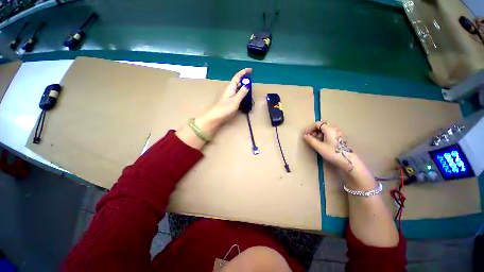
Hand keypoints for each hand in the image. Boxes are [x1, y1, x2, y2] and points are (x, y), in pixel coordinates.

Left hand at [199, 68, 252, 128]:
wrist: (216, 116)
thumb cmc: (225, 108)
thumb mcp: (235, 100)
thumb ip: (242, 93)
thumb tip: (247, 85)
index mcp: (231, 88)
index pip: (237, 77)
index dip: (243, 72)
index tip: (250, 70)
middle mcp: (230, 90)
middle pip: (238, 81)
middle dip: (245, 78)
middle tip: (252, 79)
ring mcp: (230, 95)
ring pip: (238, 87)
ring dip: (244, 85)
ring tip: (250, 86)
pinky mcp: (230, 100)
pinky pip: (238, 93)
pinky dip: (242, 92)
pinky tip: (245, 95)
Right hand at [303, 121, 354, 171]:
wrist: (348, 161)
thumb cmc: (333, 153)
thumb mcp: (319, 147)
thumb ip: (311, 140)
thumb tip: (305, 135)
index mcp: (329, 129)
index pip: (317, 124)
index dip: (310, 128)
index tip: (305, 134)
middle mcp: (334, 129)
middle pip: (322, 126)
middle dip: (314, 131)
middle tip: (309, 138)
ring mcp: (338, 133)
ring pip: (325, 130)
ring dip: (318, 134)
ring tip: (315, 141)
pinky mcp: (340, 138)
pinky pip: (329, 133)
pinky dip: (323, 136)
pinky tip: (322, 143)